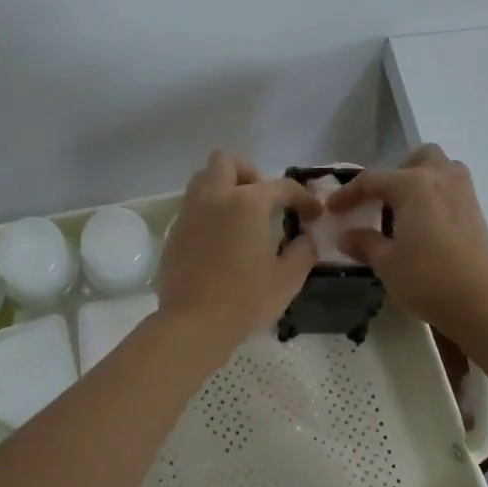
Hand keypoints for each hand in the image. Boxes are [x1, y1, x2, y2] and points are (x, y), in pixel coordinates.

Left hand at [159, 152, 324, 351]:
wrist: (192, 325)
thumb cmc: (245, 300)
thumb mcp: (287, 279)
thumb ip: (304, 251)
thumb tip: (308, 238)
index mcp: (246, 203)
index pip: (281, 186)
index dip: (302, 198)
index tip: (313, 214)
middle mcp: (214, 198)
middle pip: (226, 162)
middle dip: (248, 173)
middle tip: (264, 201)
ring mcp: (190, 213)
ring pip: (203, 179)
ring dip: (224, 188)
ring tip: (242, 217)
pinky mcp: (174, 233)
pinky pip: (193, 207)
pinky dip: (209, 211)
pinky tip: (221, 240)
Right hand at [327, 145, 487, 339]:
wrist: (480, 304)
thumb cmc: (427, 279)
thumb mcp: (386, 262)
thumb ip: (364, 243)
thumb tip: (345, 236)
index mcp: (413, 185)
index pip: (371, 180)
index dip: (348, 194)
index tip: (332, 210)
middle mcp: (440, 178)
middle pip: (416, 158)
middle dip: (396, 174)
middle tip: (381, 202)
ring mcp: (463, 193)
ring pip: (440, 169)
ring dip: (421, 180)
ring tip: (405, 210)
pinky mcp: (477, 211)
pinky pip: (452, 189)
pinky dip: (436, 196)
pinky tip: (425, 226)